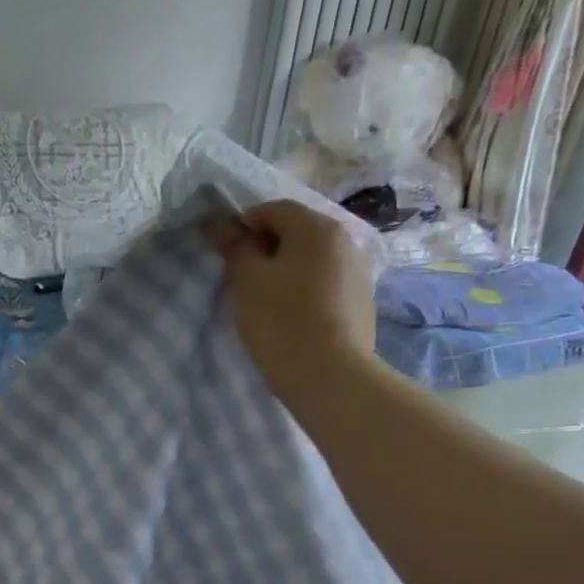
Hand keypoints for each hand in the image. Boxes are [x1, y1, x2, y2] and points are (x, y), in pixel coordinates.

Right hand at [209, 199, 377, 410]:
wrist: (329, 375)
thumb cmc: (280, 319)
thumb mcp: (246, 279)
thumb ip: (234, 246)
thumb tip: (221, 223)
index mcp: (316, 227)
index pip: (272, 209)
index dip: (243, 226)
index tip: (227, 255)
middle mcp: (345, 239)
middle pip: (296, 230)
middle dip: (266, 247)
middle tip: (244, 279)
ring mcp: (359, 271)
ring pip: (312, 258)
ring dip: (287, 268)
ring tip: (267, 300)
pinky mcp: (362, 300)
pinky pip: (326, 281)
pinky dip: (306, 288)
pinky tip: (293, 316)